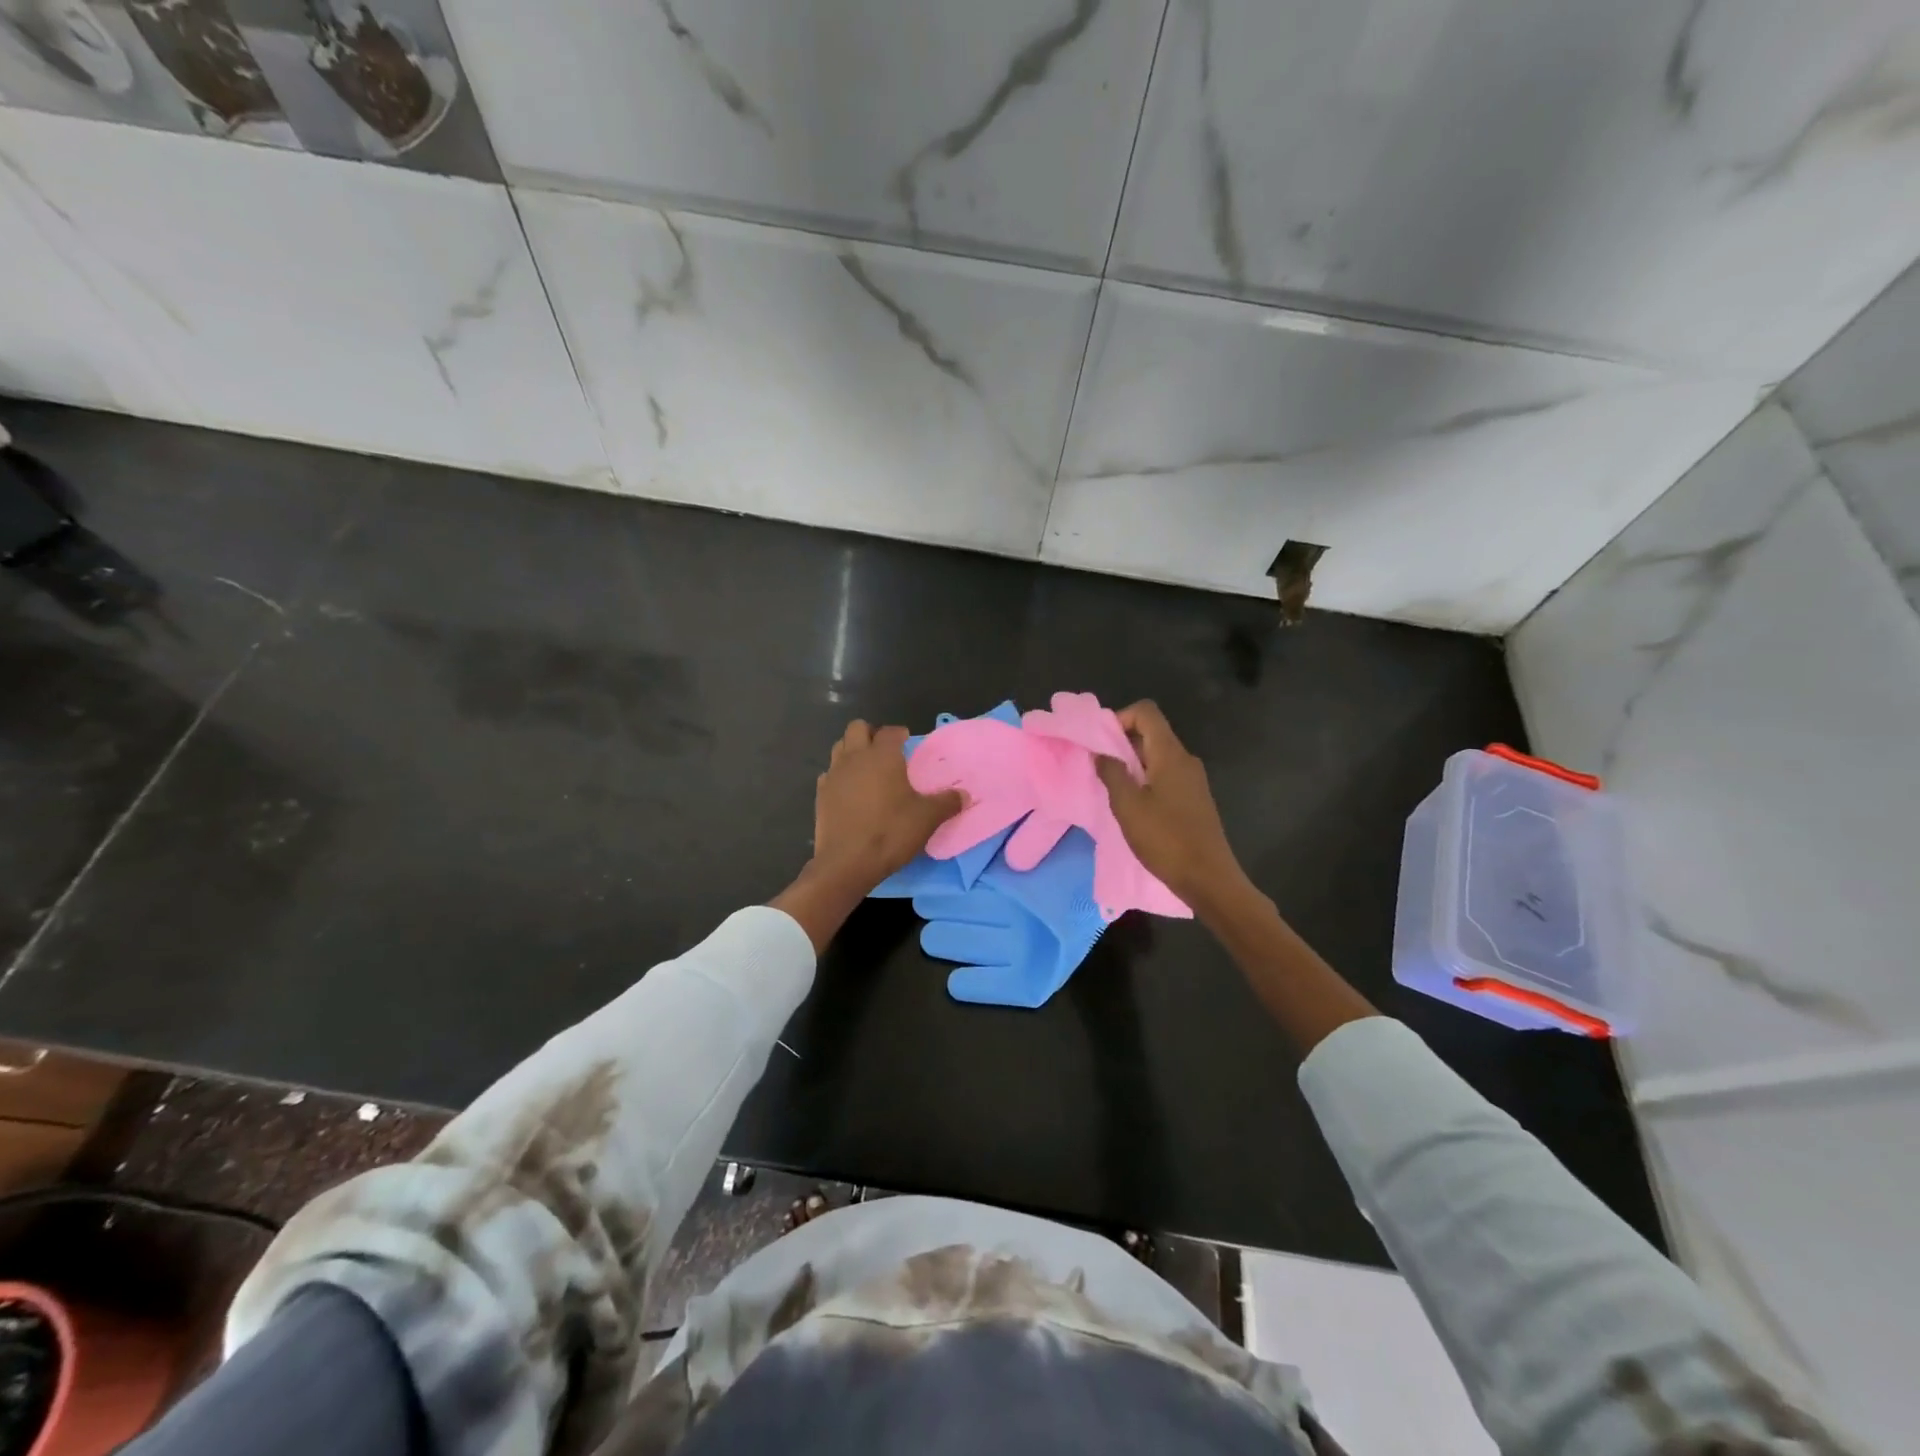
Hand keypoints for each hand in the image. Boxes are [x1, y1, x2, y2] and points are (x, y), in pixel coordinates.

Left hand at [810, 720, 961, 894]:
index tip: (908, 743)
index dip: (900, 734)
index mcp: (882, 756)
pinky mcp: (820, 794)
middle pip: (857, 728)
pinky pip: (830, 773)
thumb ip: (947, 802)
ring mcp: (834, 774)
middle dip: (871, 734)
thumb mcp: (927, 818)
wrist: (847, 863)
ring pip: (840, 747)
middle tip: (885, 752)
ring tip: (868, 769)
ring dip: (853, 751)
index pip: (890, 731)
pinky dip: (840, 775)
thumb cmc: (890, 832)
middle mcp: (855, 757)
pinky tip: (851, 792)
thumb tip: (964, 795)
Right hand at [1094, 701, 1246, 909]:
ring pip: (1157, 756)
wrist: (1208, 879)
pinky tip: (1133, 806)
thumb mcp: (1128, 806)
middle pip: (1151, 733)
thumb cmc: (1165, 839)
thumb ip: (1111, 773)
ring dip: (1131, 764)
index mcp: (1170, 754)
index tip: (1100, 743)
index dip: (1119, 718)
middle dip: (1121, 743)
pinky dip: (1145, 780)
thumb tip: (1100, 753)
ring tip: (1112, 789)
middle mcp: (1185, 759)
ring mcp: (1192, 780)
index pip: (1146, 712)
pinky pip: (1165, 775)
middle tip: (1099, 768)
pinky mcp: (1193, 799)